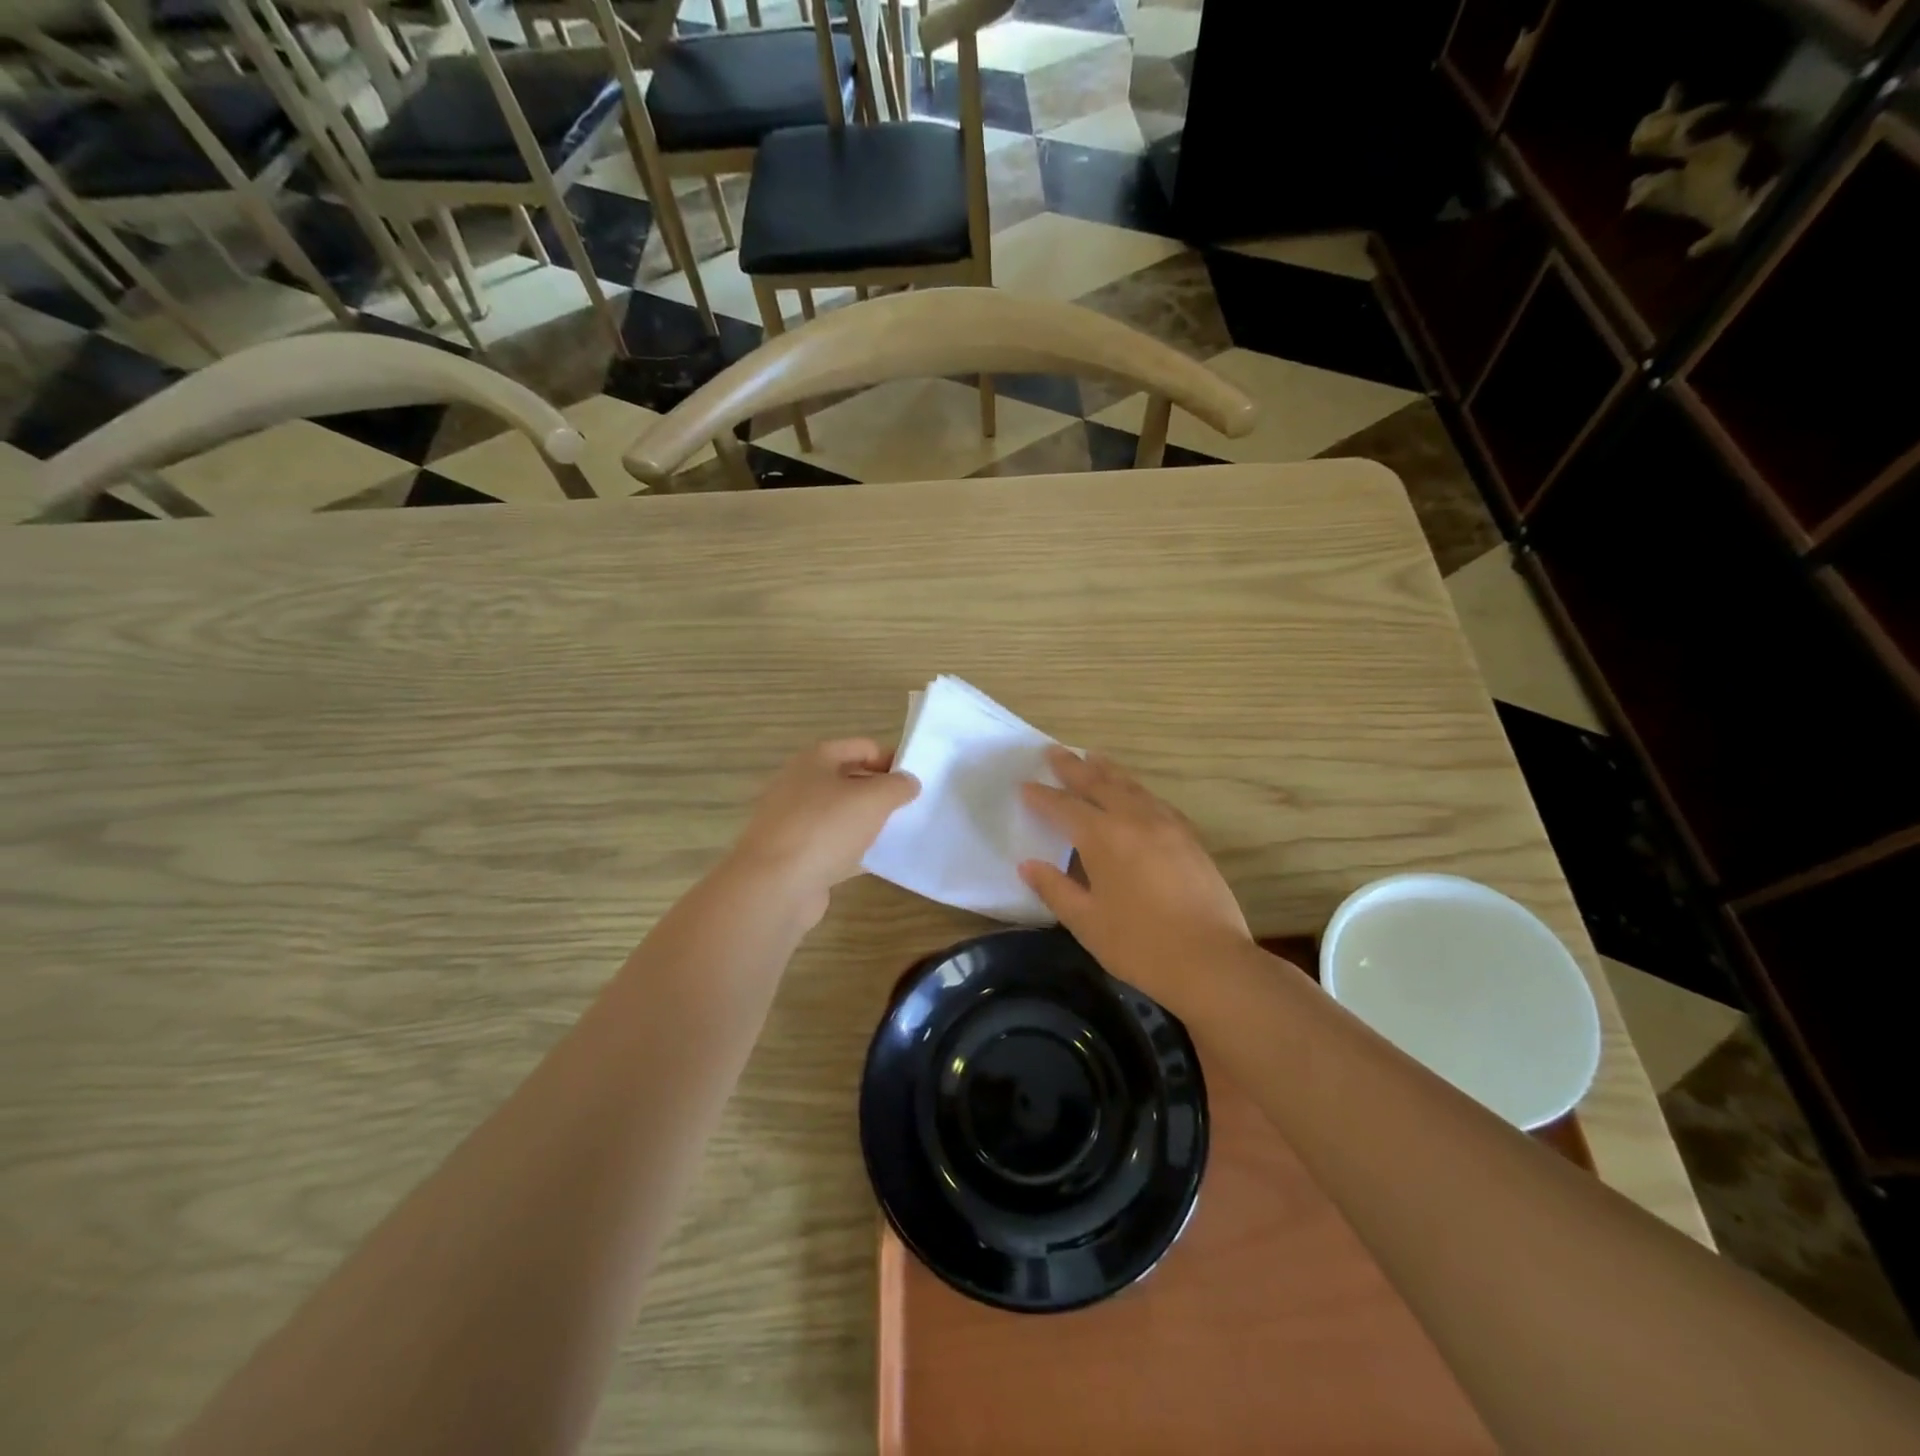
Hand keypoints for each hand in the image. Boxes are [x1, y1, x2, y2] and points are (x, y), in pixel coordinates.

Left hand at [728, 739, 918, 922]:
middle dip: (880, 792)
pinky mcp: (796, 855)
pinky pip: (833, 846)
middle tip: (910, 808)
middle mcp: (801, 784)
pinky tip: (878, 862)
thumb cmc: (824, 829)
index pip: (863, 747)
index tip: (916, 782)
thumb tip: (908, 782)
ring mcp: (795, 821)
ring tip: (899, 834)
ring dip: (868, 822)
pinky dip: (854, 851)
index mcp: (815, 759)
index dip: (891, 759)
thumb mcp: (873, 799)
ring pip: (841, 815)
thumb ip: (897, 786)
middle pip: (850, 780)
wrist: (774, 886)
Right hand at [1019, 748, 1250, 1009]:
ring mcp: (1167, 826)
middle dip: (1073, 768)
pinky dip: (1138, 790)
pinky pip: (1156, 801)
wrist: (1211, 961)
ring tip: (1093, 758)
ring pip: (1132, 787)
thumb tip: (1028, 865)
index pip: (1064, 808)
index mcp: (1103, 837)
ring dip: (1108, 771)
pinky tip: (1137, 794)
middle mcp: (1134, 820)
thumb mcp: (1086, 922)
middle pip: (1099, 784)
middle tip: (1054, 751)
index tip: (1024, 785)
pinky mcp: (1190, 838)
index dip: (1042, 797)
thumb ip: (1055, 889)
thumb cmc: (1139, 944)